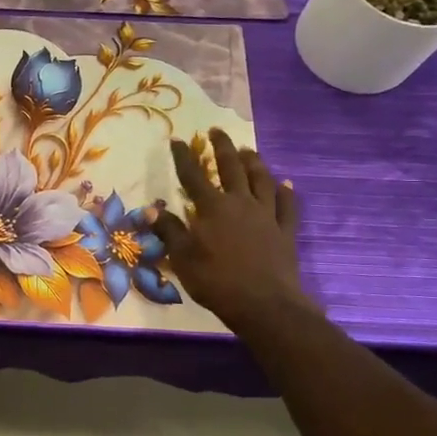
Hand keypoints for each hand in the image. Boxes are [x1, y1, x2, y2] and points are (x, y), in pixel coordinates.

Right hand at [154, 130, 311, 332]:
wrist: (264, 304)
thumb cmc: (216, 281)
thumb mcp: (183, 258)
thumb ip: (169, 231)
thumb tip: (149, 210)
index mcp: (212, 208)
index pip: (193, 176)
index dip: (183, 157)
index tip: (177, 140)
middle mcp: (240, 203)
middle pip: (232, 168)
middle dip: (222, 147)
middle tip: (217, 131)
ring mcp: (267, 215)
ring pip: (262, 180)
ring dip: (254, 162)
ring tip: (248, 150)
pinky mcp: (286, 231)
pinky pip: (288, 205)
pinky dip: (286, 192)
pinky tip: (285, 183)